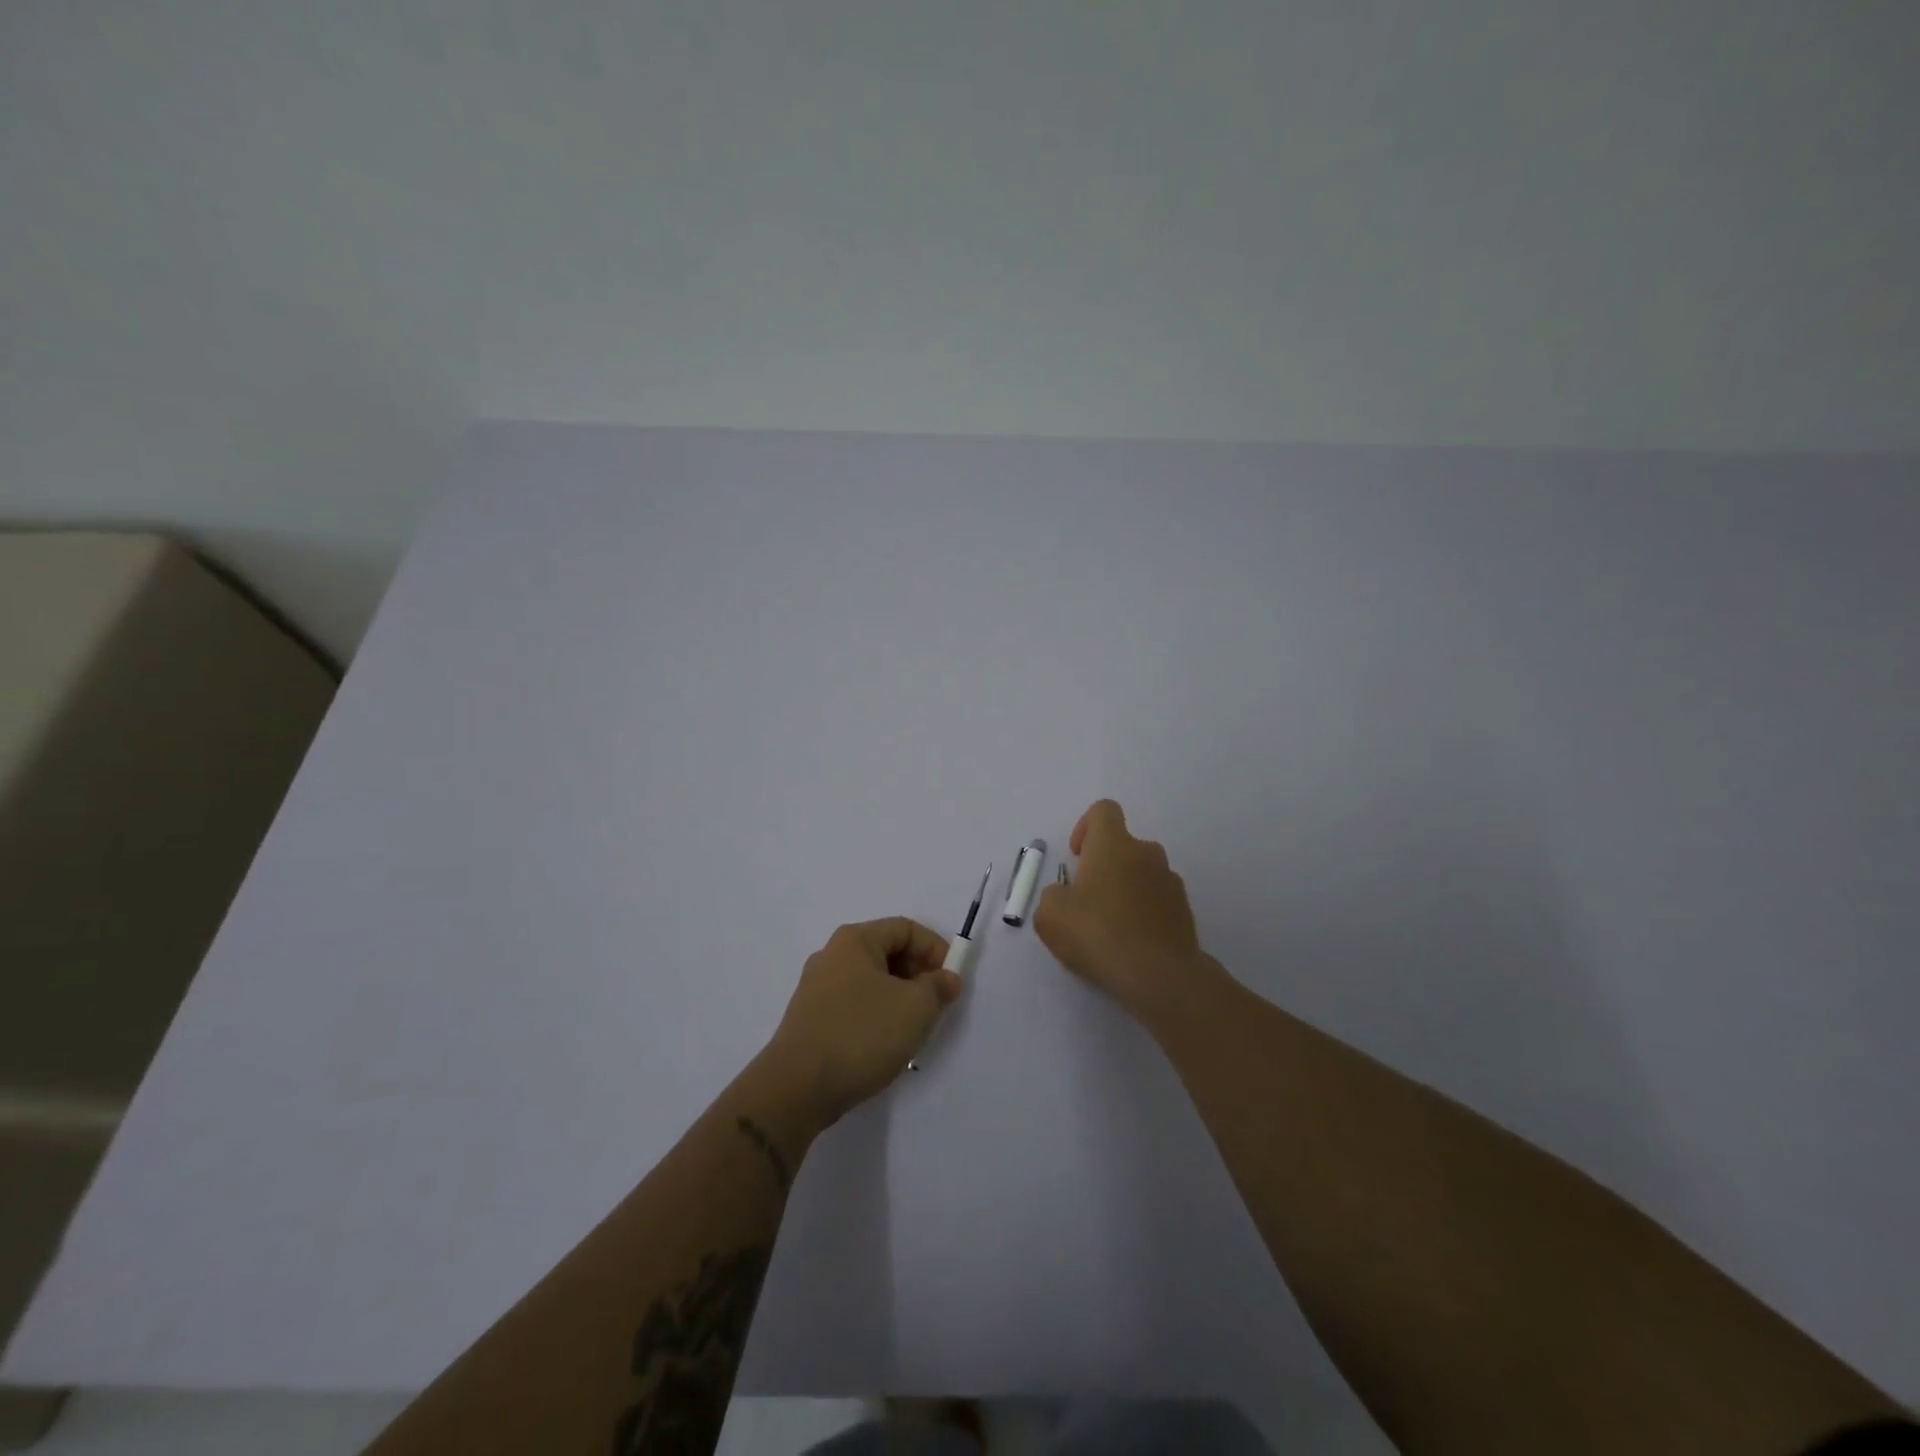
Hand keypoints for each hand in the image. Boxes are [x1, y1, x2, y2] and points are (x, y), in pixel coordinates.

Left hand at [764, 918, 963, 1127]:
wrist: (797, 1088)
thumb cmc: (861, 1034)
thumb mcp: (915, 1008)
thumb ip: (938, 987)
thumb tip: (946, 979)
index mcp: (855, 940)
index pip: (906, 929)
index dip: (935, 949)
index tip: (952, 981)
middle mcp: (832, 955)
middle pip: (887, 952)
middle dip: (918, 975)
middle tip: (936, 1006)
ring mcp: (817, 988)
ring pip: (872, 981)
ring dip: (900, 998)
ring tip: (914, 1029)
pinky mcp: (811, 1018)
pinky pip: (855, 1005)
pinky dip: (877, 1015)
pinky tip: (885, 1044)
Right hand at [1034, 799, 1220, 1024]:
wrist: (1159, 975)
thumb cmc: (1098, 934)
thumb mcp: (1050, 915)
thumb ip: (1053, 895)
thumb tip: (1067, 895)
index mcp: (1114, 844)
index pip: (1104, 810)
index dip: (1086, 827)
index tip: (1077, 857)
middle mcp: (1147, 853)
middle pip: (1124, 845)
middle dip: (1104, 865)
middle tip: (1087, 900)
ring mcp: (1171, 881)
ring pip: (1142, 874)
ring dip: (1125, 889)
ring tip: (1110, 927)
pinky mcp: (1185, 910)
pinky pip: (1158, 900)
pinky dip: (1144, 912)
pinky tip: (1131, 943)